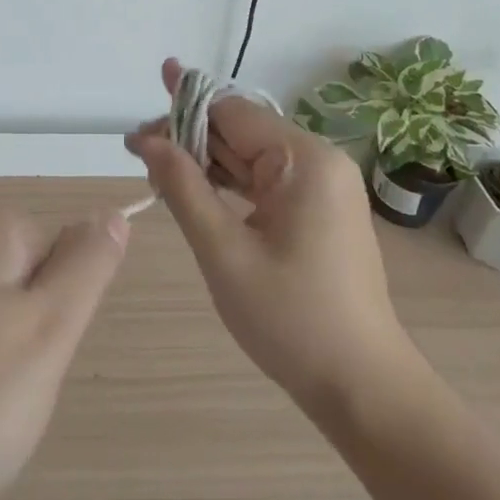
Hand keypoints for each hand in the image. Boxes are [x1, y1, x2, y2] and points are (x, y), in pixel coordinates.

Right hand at [126, 59, 424, 416]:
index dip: (181, 112)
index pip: (231, 113)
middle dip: (189, 136)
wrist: (362, 386)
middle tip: (138, 150)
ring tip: (156, 164)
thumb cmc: (290, 318)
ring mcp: (322, 186)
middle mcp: (318, 161)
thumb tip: (147, 139)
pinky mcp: (318, 210)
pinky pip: (265, 181)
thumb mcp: (223, 251)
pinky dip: (229, 183)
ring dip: (205, 160)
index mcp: (304, 160)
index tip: (137, 127)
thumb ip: (183, 187)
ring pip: (251, 157)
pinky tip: (195, 186)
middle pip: (241, 131)